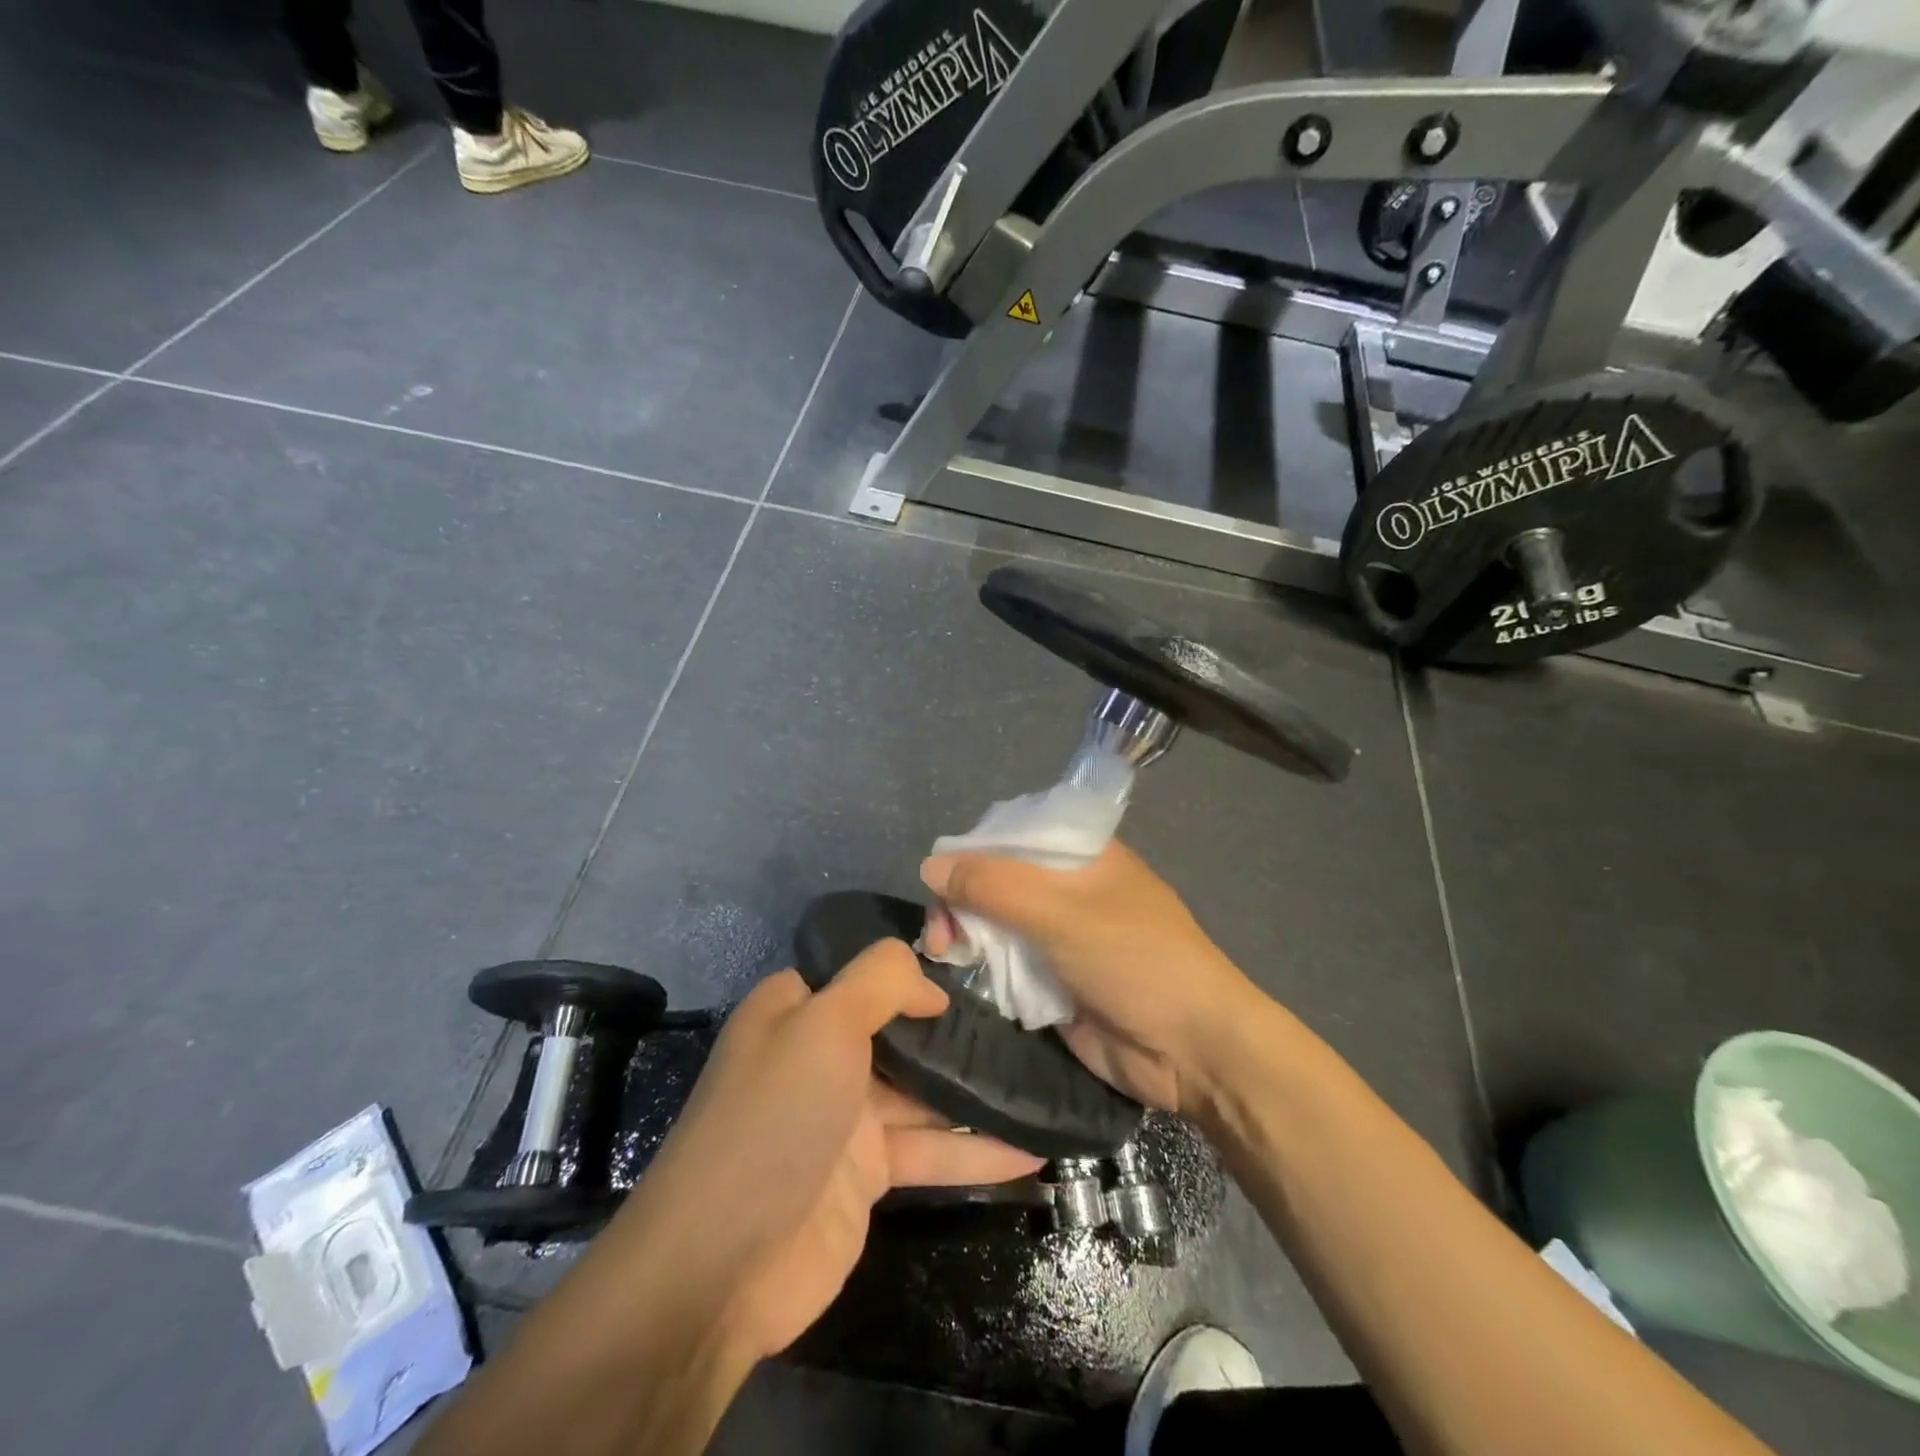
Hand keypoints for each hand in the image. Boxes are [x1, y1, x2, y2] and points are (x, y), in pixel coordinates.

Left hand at [617, 941, 1042, 1362]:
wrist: (723, 1264)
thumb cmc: (776, 1118)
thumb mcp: (825, 1023)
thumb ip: (881, 980)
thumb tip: (932, 984)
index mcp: (798, 1010)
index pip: (866, 973)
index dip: (917, 970)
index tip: (980, 968)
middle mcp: (821, 1055)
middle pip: (902, 1031)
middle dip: (959, 1029)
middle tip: (1030, 1021)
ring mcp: (846, 1117)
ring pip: (925, 1093)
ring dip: (978, 1092)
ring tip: (1044, 1080)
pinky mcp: (868, 1175)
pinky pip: (931, 1150)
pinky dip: (976, 1152)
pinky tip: (1033, 1151)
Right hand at [921, 841, 1262, 1115]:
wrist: (1192, 1050)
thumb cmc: (1135, 961)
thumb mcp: (1062, 913)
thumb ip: (994, 886)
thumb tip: (929, 865)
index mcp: (1081, 854)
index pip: (1012, 835)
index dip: (971, 853)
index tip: (938, 882)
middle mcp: (1067, 889)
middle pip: (997, 881)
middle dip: (962, 901)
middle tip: (939, 935)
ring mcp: (1059, 937)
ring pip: (996, 924)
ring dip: (967, 936)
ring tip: (943, 956)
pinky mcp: (1052, 981)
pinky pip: (1005, 965)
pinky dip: (982, 968)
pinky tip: (959, 975)